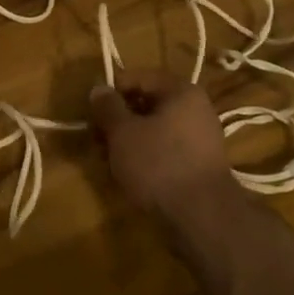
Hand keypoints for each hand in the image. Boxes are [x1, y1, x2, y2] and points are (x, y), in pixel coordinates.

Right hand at [88, 68, 236, 217]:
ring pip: (154, 128)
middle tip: (96, 139)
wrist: (202, 216)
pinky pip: (165, 148)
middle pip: (146, 103)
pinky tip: (129, 173)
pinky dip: (145, 155)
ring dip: (129, 140)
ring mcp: (200, 137)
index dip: (110, 92)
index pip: (137, 78)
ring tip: (108, 160)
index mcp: (181, 91)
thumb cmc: (159, 164)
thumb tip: (99, 88)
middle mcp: (196, 108)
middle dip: (118, 120)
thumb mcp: (123, 132)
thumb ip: (108, 107)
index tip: (91, 112)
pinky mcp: (199, 163)